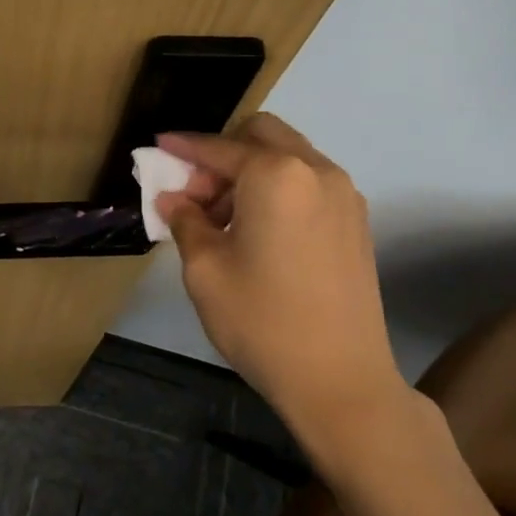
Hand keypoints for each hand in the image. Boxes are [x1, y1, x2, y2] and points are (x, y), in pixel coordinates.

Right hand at [155, 115, 411, 456]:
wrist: (341, 381)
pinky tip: (257, 230)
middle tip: (195, 191)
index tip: (159, 147)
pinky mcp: (356, 221)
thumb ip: (185, 220)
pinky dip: (277, 188)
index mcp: (276, 174)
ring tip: (222, 218)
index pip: (219, 148)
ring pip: (287, 156)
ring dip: (250, 170)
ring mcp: (343, 194)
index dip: (184, 147)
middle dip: (222, 153)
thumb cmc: (262, 320)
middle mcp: (316, 170)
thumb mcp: (205, 269)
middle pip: (261, 134)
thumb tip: (173, 199)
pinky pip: (308, 182)